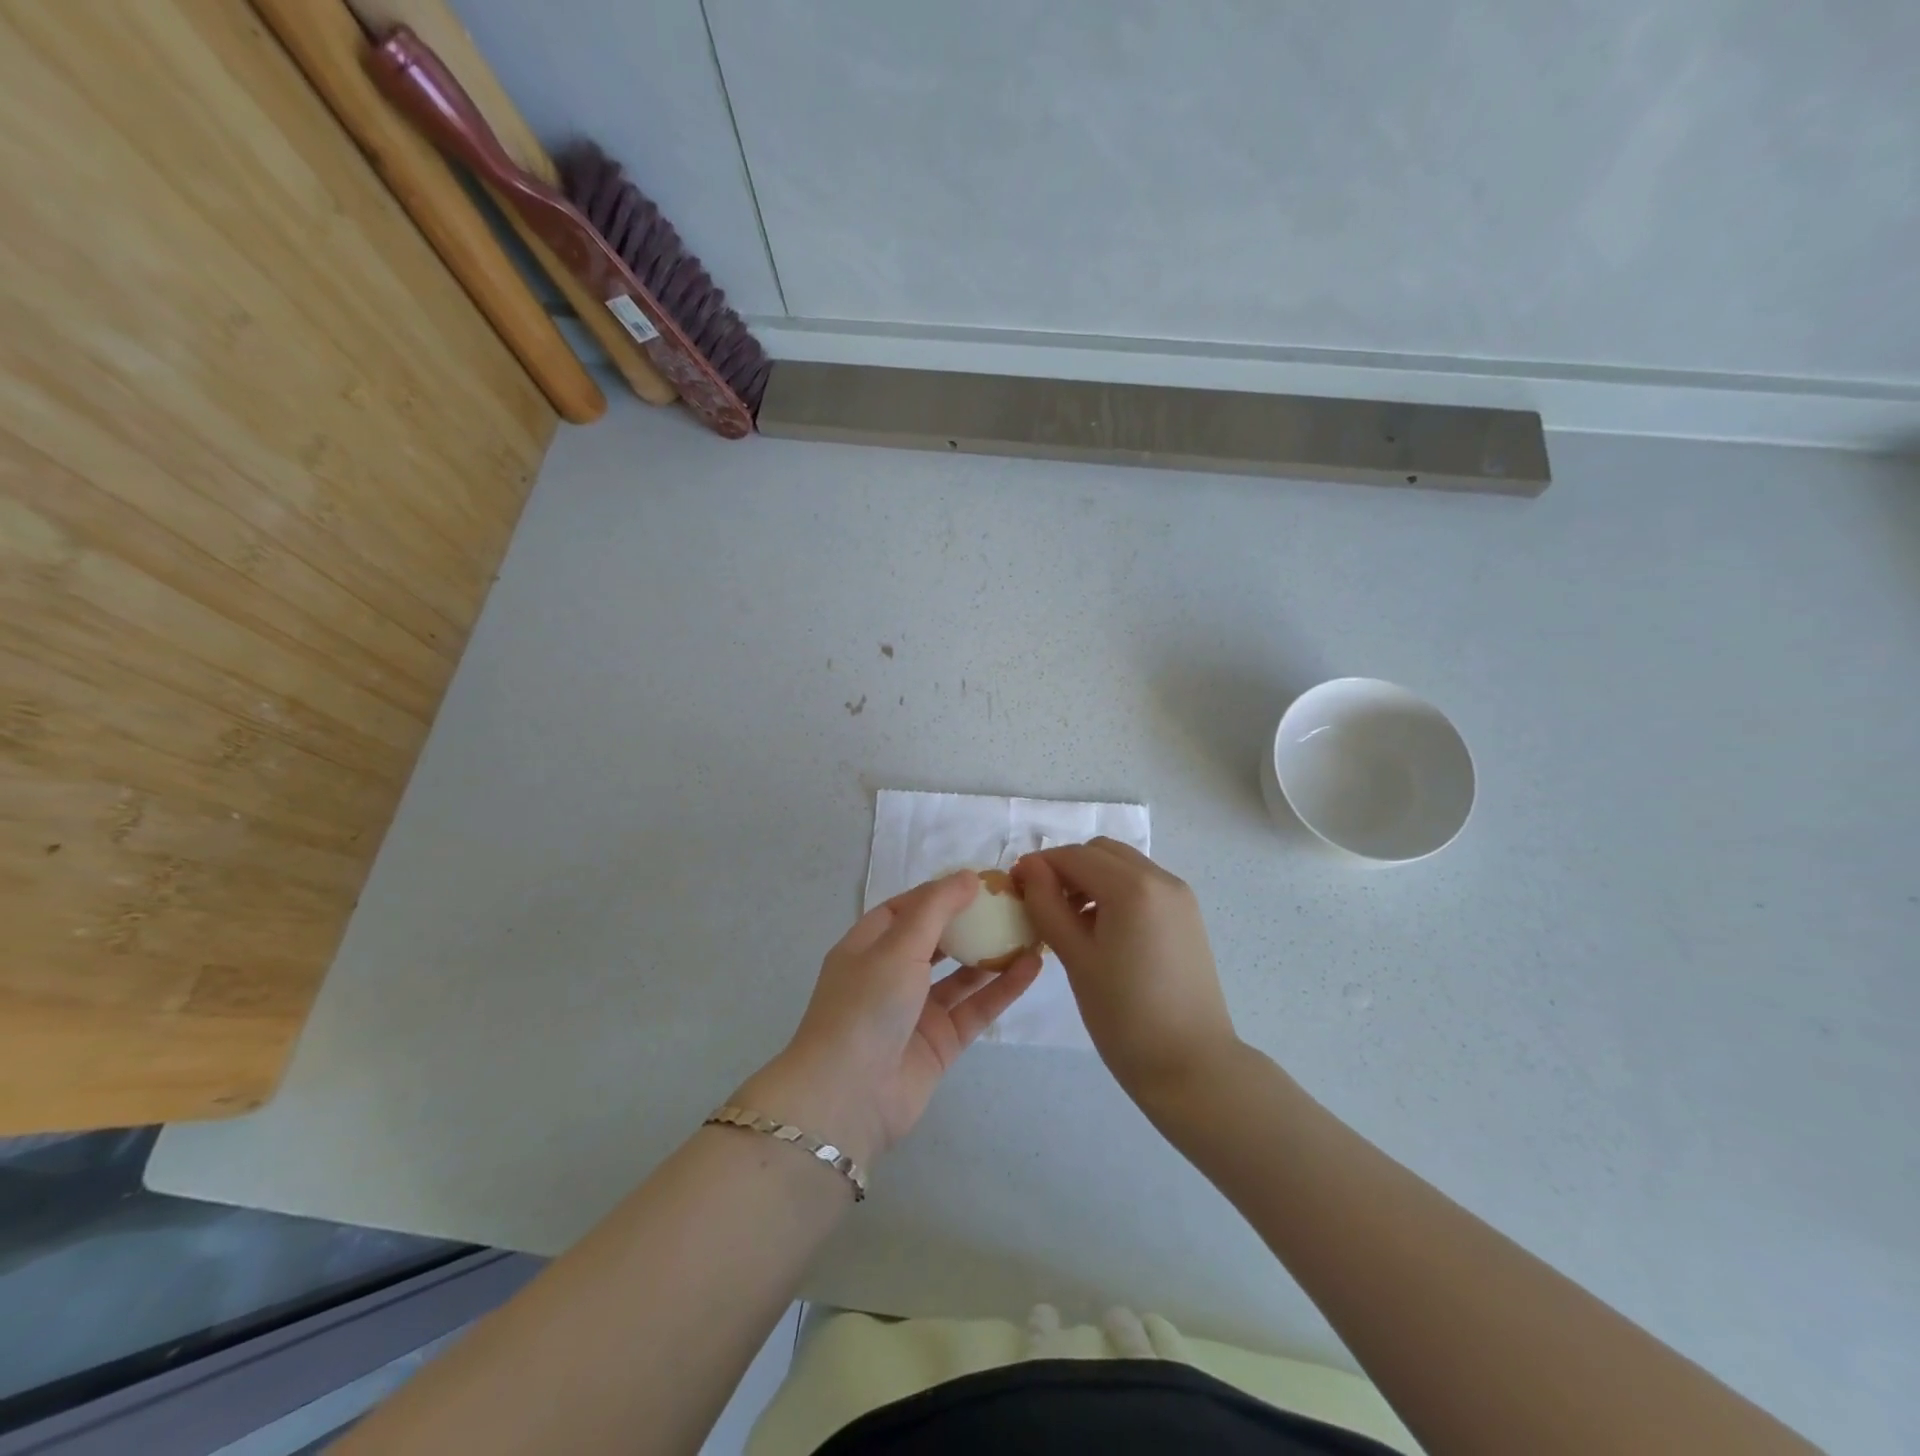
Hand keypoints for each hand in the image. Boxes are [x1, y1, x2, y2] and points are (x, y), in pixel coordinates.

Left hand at [738, 873, 1041, 1168]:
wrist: (849, 1097)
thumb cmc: (867, 1005)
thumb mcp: (898, 945)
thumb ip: (936, 908)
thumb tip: (967, 875)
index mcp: (868, 945)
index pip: (907, 908)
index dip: (940, 892)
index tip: (980, 880)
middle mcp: (891, 974)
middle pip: (937, 939)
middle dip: (970, 921)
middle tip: (1012, 903)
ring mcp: (917, 1010)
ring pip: (961, 974)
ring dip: (992, 953)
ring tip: (1030, 929)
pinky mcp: (941, 1042)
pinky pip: (976, 1007)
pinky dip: (1003, 987)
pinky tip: (1032, 965)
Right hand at [1016, 838, 1236, 1100]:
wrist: (1192, 1066)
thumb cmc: (1125, 1015)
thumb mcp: (1076, 958)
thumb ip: (1048, 905)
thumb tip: (1029, 868)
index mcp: (1132, 887)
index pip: (1074, 855)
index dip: (1040, 865)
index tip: (1015, 887)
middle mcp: (1161, 878)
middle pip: (1101, 851)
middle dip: (1068, 868)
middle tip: (1043, 904)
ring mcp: (1179, 896)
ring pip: (1123, 865)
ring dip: (1092, 878)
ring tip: (1071, 921)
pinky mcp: (1187, 915)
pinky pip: (1143, 885)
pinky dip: (1116, 891)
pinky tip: (1102, 930)